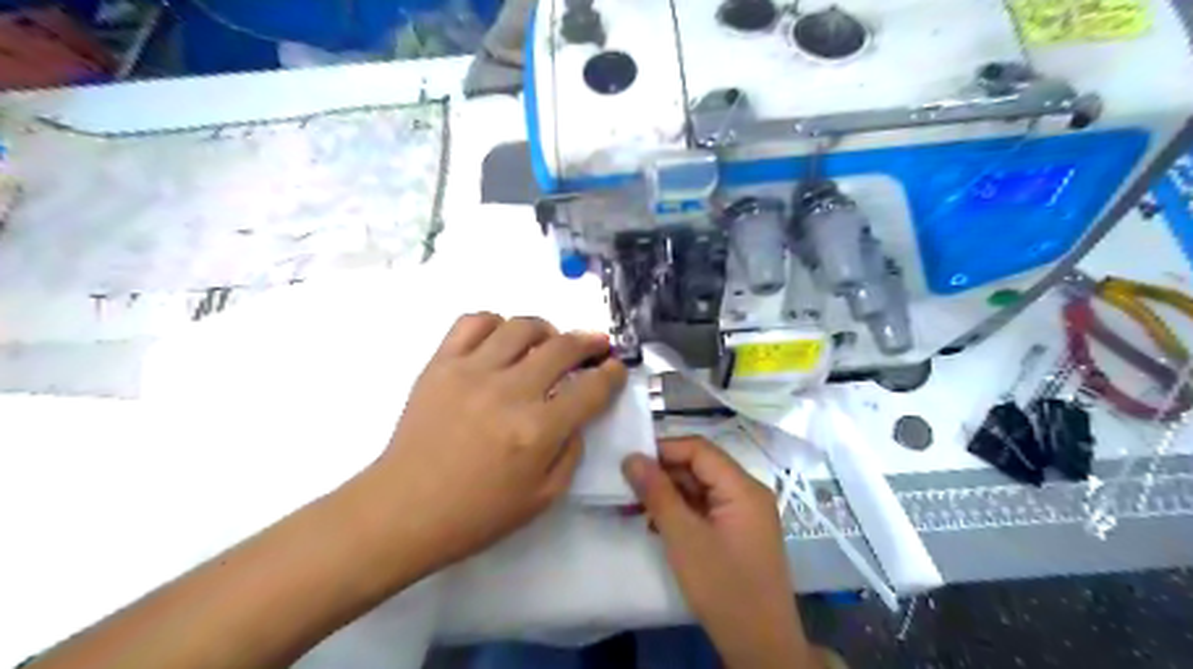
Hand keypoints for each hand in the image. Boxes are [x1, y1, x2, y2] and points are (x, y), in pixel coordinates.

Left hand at [361, 315, 624, 576]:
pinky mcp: (441, 364)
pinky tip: (501, 340)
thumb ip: (571, 452)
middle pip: (562, 347)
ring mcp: (472, 372)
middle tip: (596, 345)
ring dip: (546, 329)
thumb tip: (577, 416)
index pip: (591, 388)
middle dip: (589, 342)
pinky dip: (495, 323)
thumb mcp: (543, 498)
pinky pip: (473, 322)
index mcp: (538, 430)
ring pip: (521, 326)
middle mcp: (509, 392)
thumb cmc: (476, 514)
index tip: (616, 367)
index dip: (611, 374)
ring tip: (548, 342)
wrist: (404, 510)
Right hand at [621, 435, 816, 668]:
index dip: (663, 449)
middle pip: (700, 467)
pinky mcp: (739, 532)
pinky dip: (681, 511)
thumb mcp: (683, 538)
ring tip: (633, 505)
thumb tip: (631, 457)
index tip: (629, 460)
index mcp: (743, 487)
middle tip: (625, 485)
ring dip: (668, 494)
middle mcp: (748, 493)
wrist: (761, 646)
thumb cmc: (723, 587)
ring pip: (701, 488)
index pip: (699, 449)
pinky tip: (655, 523)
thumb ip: (657, 493)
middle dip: (662, 473)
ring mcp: (745, 514)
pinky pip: (706, 508)